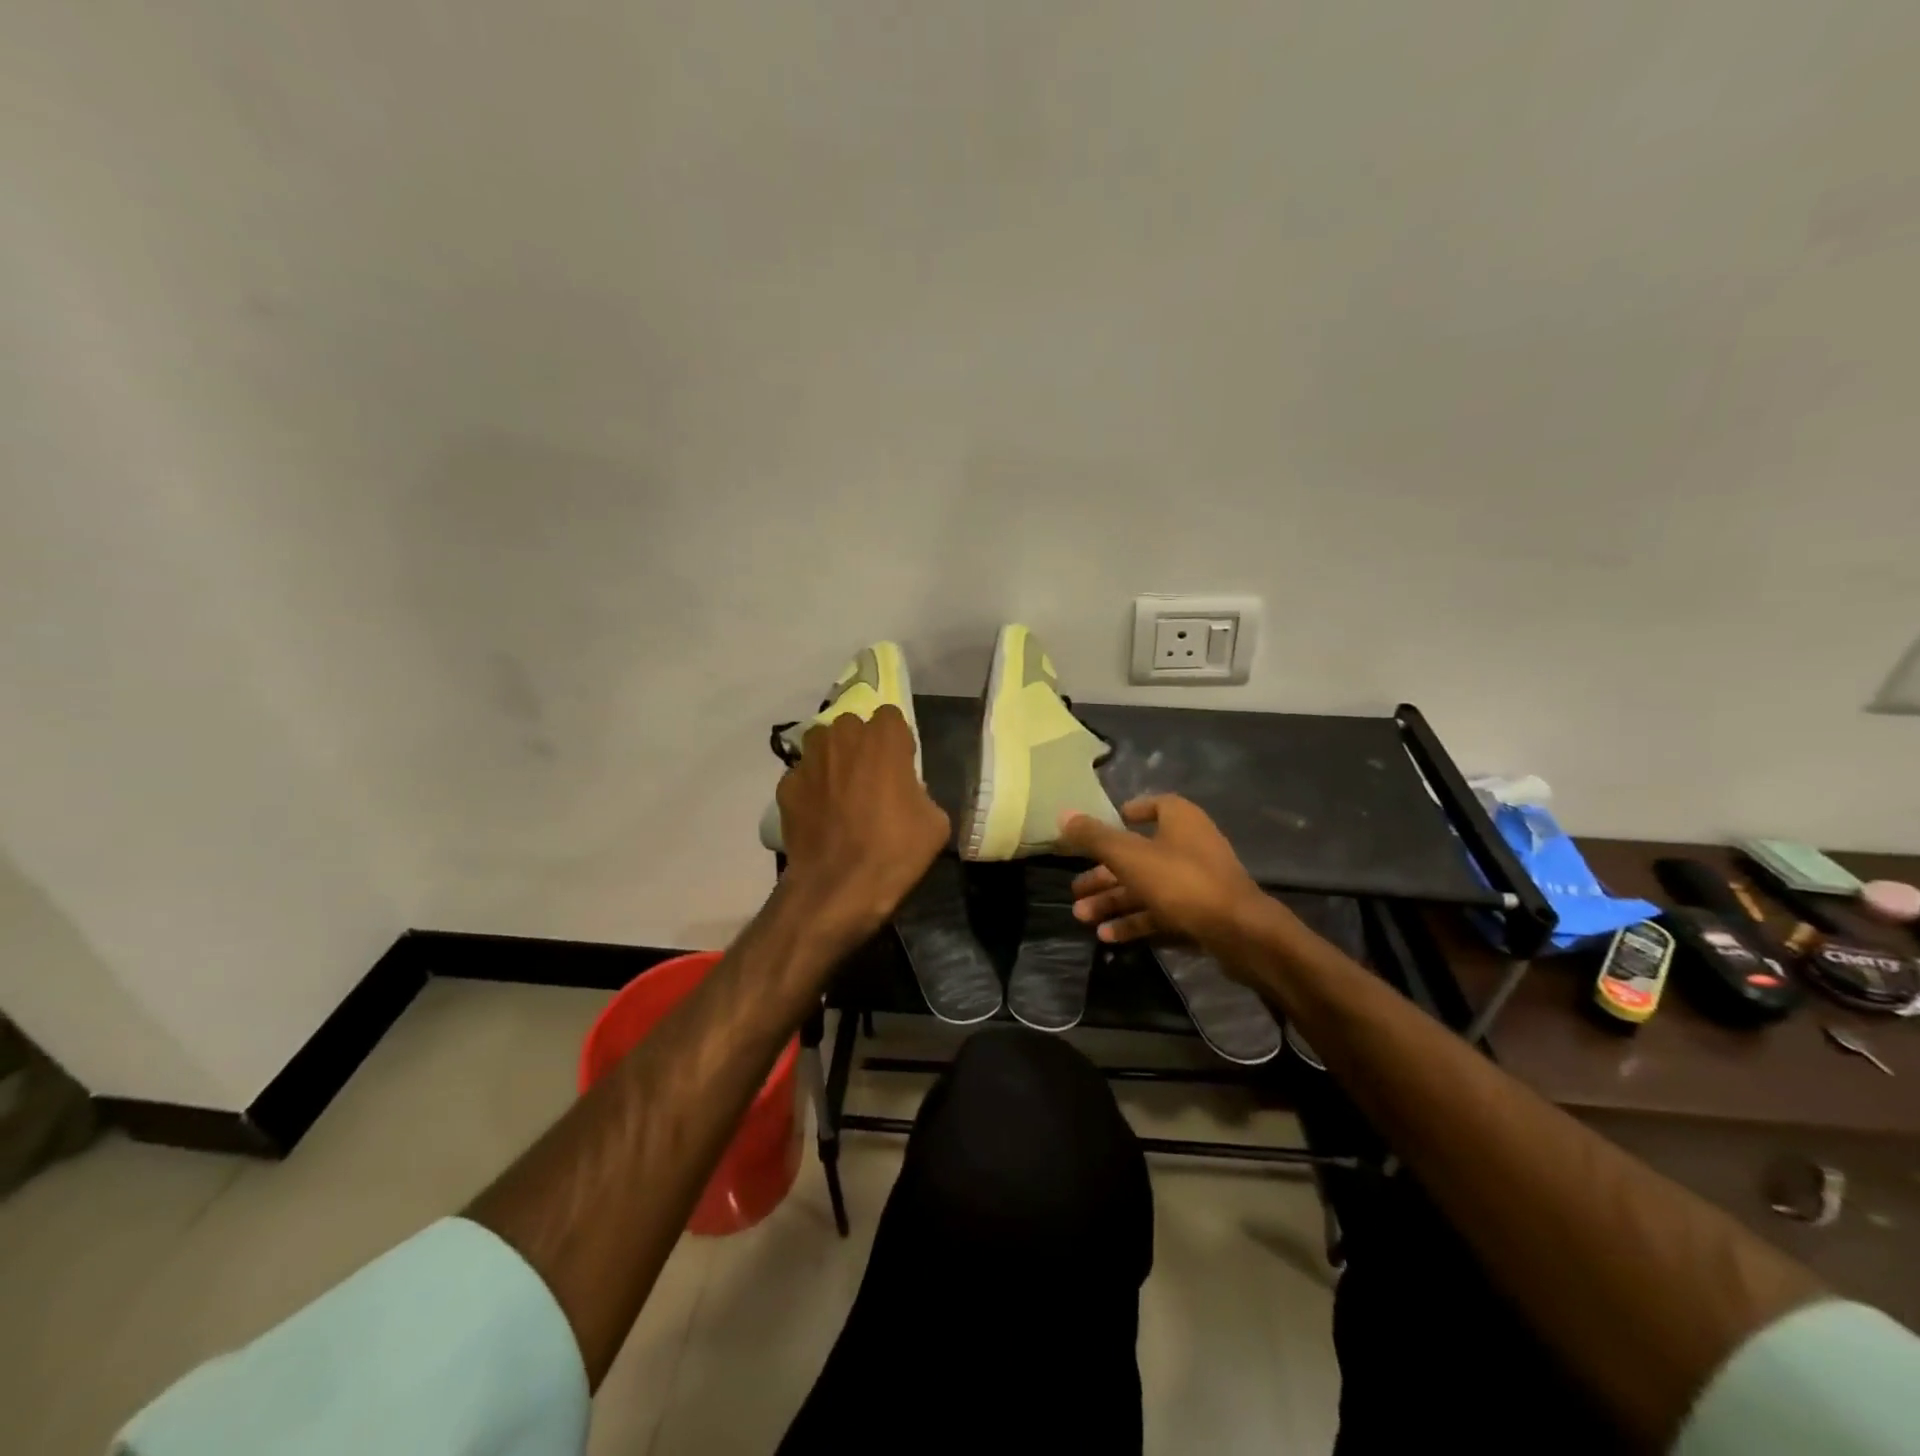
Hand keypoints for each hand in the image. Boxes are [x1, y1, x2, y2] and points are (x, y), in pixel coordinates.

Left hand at [776, 707, 949, 937]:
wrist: (837, 888)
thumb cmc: (894, 851)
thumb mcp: (935, 823)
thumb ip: (921, 792)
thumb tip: (907, 793)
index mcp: (883, 739)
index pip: (890, 717)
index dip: (896, 741)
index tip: (900, 766)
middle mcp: (842, 737)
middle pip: (852, 726)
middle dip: (861, 745)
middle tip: (870, 778)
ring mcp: (809, 760)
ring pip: (821, 743)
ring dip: (832, 758)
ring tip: (840, 791)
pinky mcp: (786, 785)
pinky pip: (802, 776)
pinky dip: (811, 789)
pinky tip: (819, 816)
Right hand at [1057, 795, 1265, 950]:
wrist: (1239, 932)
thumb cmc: (1181, 881)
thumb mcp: (1129, 856)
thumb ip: (1094, 836)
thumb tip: (1063, 814)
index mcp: (1179, 819)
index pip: (1151, 806)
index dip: (1124, 815)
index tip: (1098, 831)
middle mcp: (1189, 844)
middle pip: (1138, 854)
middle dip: (1104, 873)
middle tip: (1075, 890)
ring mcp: (1196, 880)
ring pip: (1146, 886)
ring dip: (1112, 901)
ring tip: (1081, 916)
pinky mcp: (1200, 912)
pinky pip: (1160, 911)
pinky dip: (1134, 921)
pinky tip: (1106, 936)